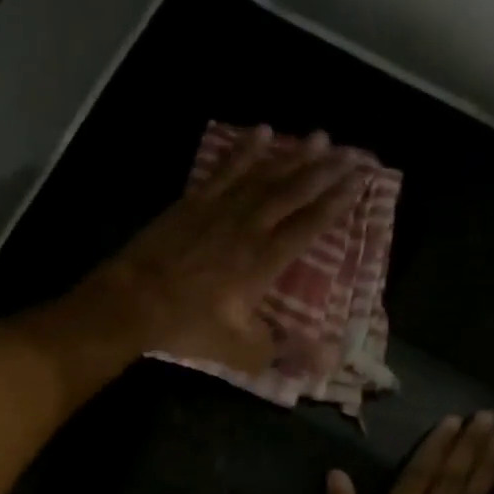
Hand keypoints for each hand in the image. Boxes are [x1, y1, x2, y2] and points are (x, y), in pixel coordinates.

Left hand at [75, 126, 369, 371]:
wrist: (134, 301)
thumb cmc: (187, 326)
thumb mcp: (238, 349)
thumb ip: (280, 351)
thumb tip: (325, 362)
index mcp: (263, 261)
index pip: (309, 226)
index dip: (336, 203)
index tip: (360, 182)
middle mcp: (248, 227)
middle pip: (294, 193)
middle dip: (326, 171)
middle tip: (353, 151)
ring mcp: (220, 209)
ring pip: (264, 175)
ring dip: (294, 155)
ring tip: (320, 137)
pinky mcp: (193, 202)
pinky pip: (225, 169)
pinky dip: (244, 150)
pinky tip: (261, 132)